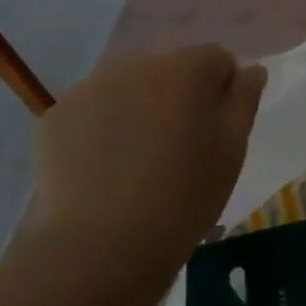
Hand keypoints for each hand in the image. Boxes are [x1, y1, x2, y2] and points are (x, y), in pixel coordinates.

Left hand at [33, 45, 265, 262]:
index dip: (223, 91)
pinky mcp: (55, 117)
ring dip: (139, 110)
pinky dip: (101, 130)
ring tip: (138, 161)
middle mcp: (137, 64)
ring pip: (128, 88)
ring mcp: (89, 88)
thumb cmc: (185, 194)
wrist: (102, 245)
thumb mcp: (233, 149)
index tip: (217, 131)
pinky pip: (91, 111)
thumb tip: (250, 70)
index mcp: (187, 68)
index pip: (217, 59)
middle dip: (178, 96)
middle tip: (179, 147)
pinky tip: (104, 169)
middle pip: (170, 69)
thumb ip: (244, 99)